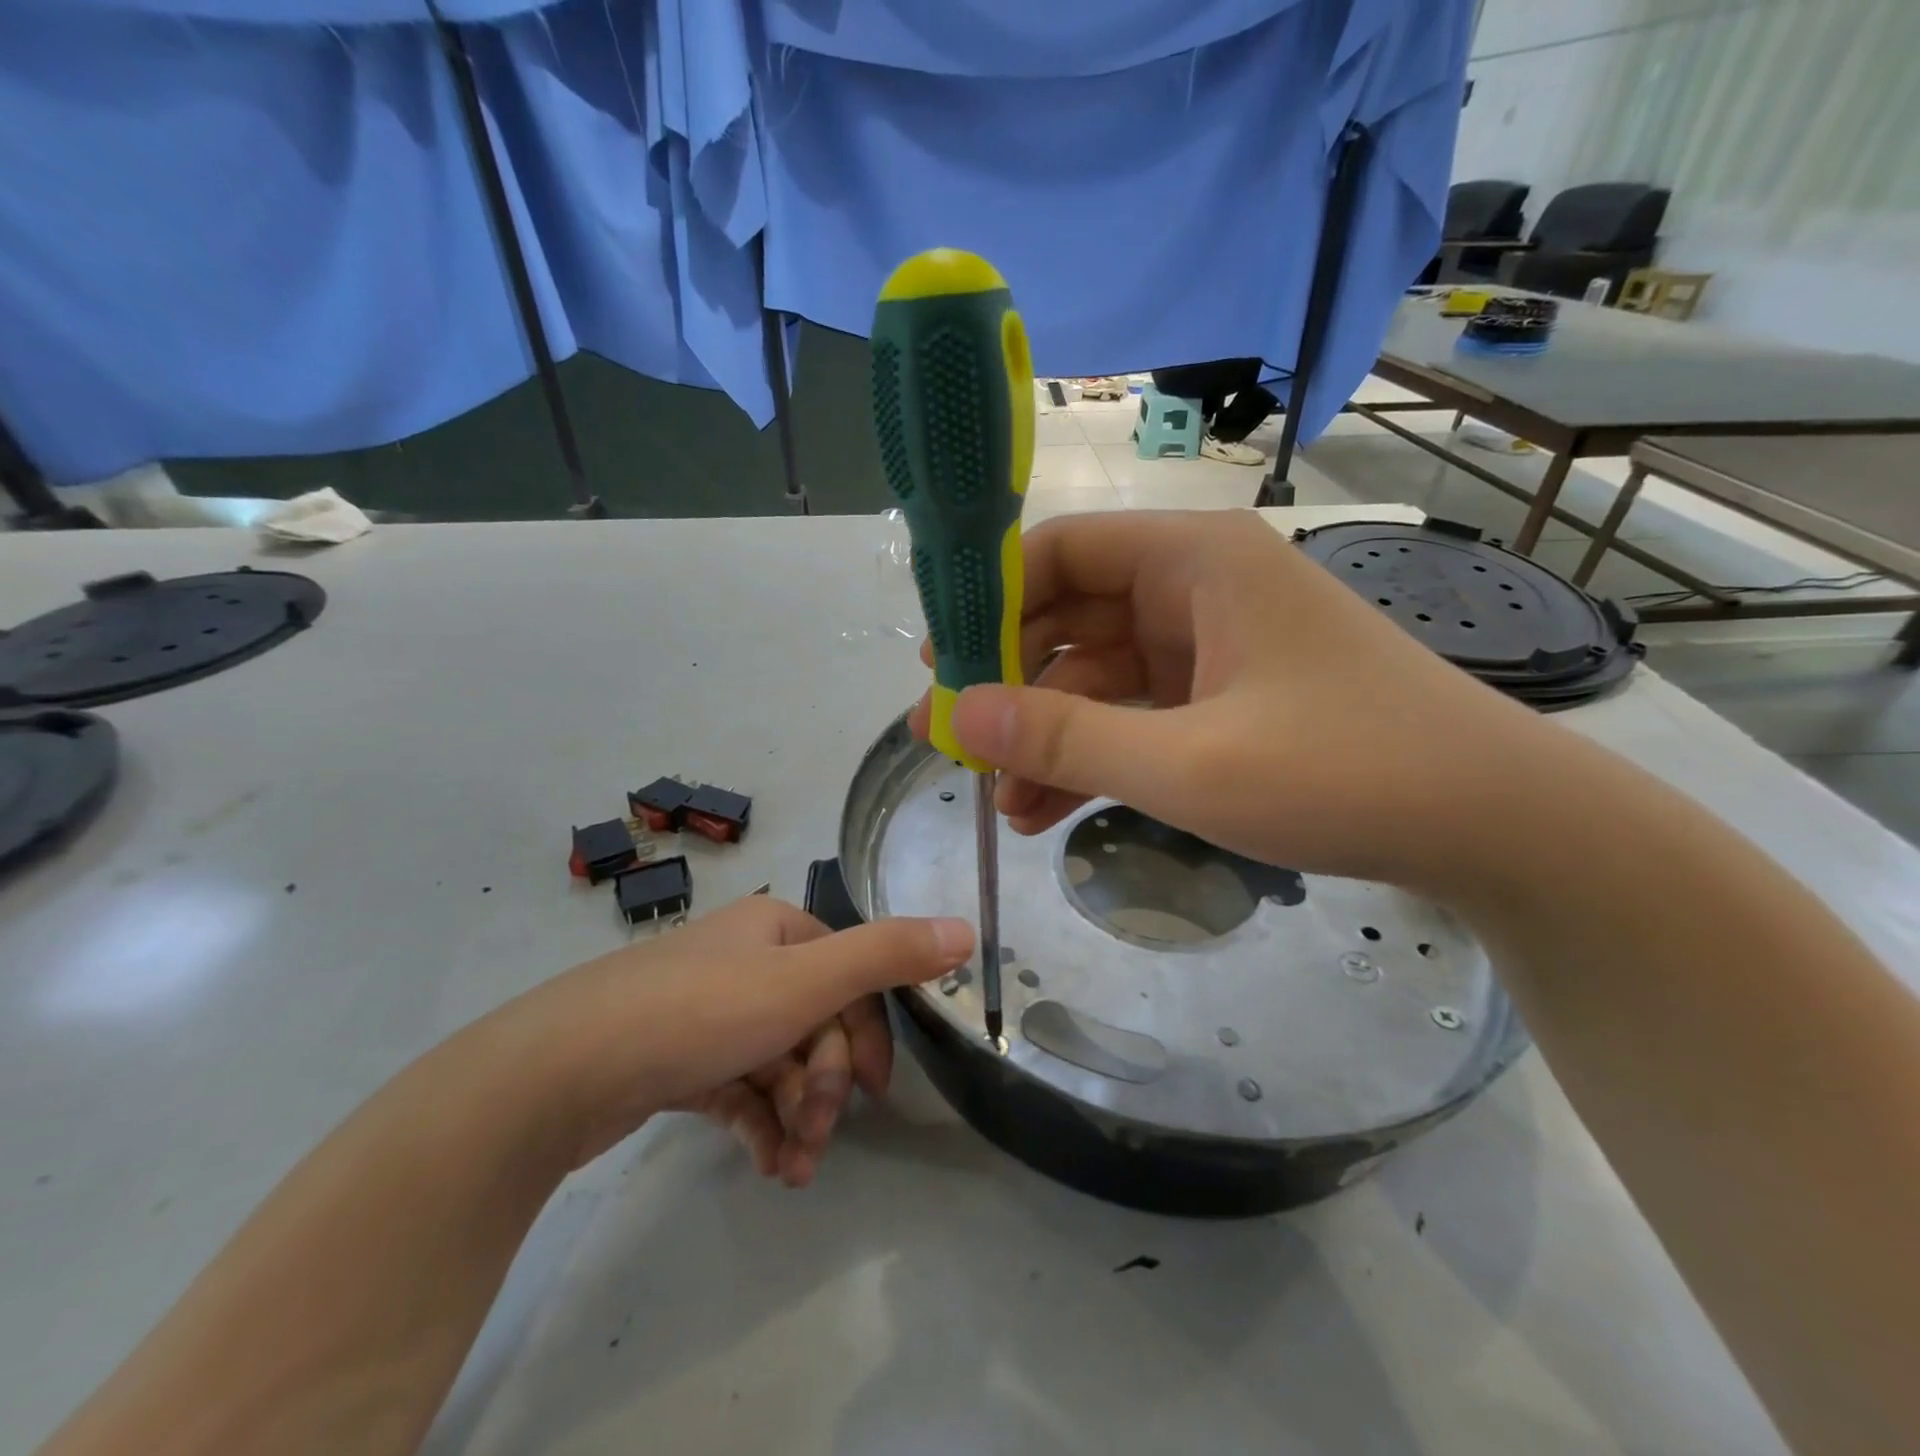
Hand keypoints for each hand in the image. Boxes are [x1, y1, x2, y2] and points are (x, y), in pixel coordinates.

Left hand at [495, 896, 971, 1184]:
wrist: (558, 1071)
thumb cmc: (698, 1012)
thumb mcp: (806, 981)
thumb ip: (888, 955)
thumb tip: (966, 929)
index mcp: (775, 929)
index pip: (848, 976)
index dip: (868, 1034)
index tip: (876, 1093)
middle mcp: (743, 960)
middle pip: (813, 1023)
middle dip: (825, 1085)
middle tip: (817, 1135)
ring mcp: (705, 1012)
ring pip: (777, 1063)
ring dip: (796, 1116)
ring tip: (792, 1168)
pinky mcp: (675, 1060)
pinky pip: (738, 1089)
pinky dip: (758, 1125)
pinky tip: (765, 1165)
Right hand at [907, 510, 1551, 891]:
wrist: (1493, 827)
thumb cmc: (1346, 771)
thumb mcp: (1190, 763)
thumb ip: (1067, 738)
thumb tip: (957, 715)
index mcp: (1193, 560)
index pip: (1059, 552)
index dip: (989, 602)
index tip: (939, 665)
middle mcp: (1196, 588)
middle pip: (1070, 618)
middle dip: (1009, 684)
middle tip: (951, 743)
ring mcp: (1210, 647)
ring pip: (1097, 678)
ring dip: (1047, 736)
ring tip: (997, 800)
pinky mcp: (1222, 699)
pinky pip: (1134, 717)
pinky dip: (1092, 758)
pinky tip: (1047, 813)